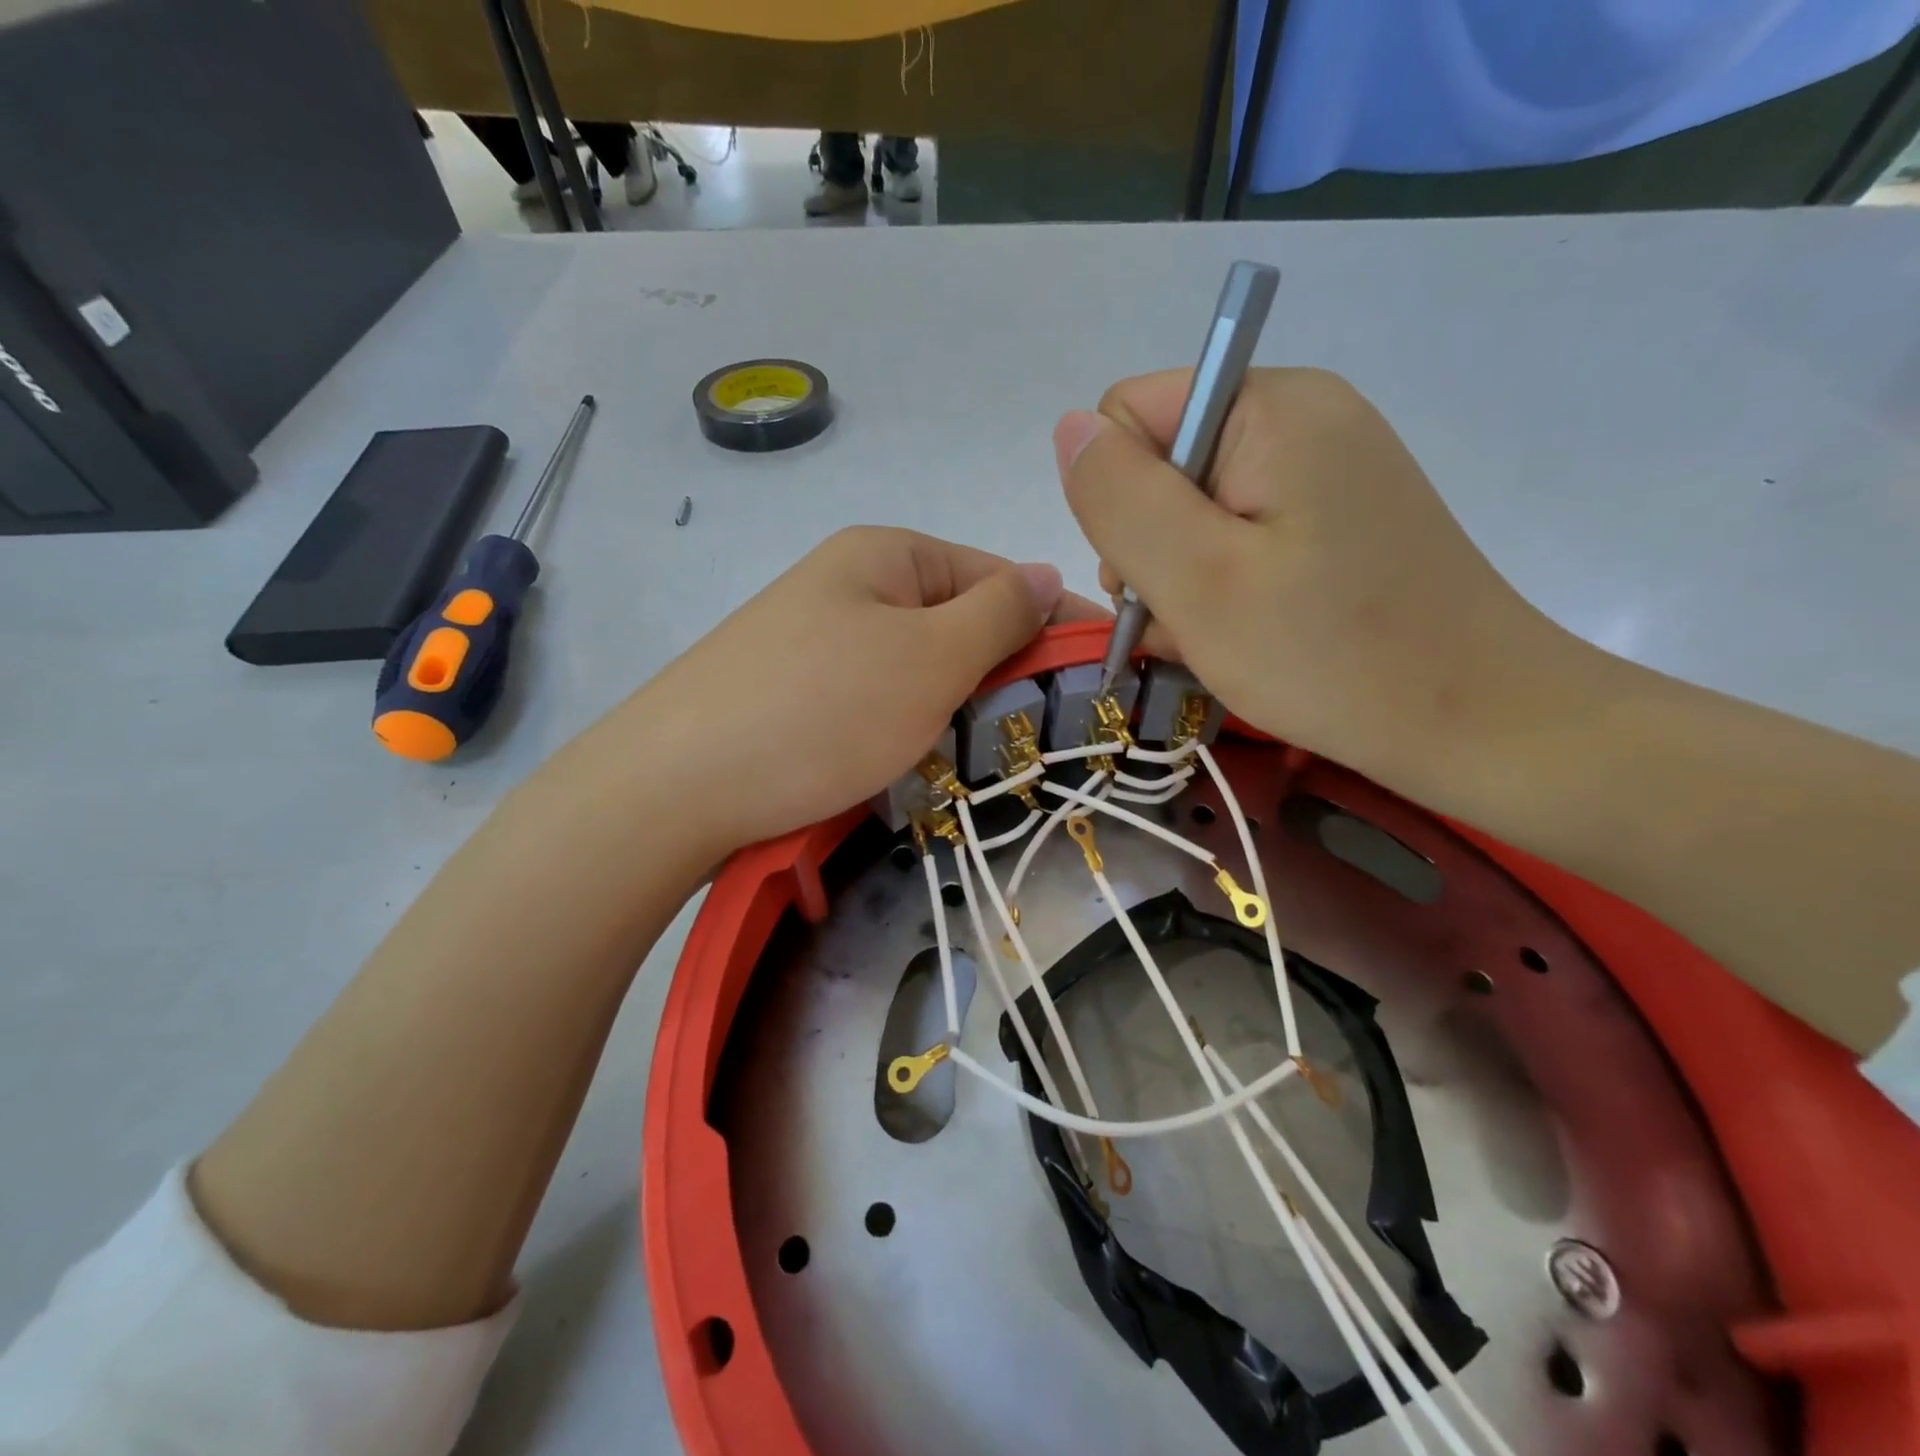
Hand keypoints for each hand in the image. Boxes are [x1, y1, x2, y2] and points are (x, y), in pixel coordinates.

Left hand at [603, 527, 1104, 858]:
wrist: (674, 786)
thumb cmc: (822, 711)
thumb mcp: (930, 657)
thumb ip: (999, 613)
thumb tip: (1045, 572)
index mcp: (887, 553)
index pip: (998, 575)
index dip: (1053, 622)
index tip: (1103, 676)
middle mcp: (850, 583)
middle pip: (956, 620)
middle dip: (1002, 670)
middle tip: (1042, 731)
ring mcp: (817, 638)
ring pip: (918, 665)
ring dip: (956, 703)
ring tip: (982, 753)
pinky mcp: (794, 690)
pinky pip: (876, 697)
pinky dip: (907, 724)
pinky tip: (914, 759)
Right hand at [1055, 367, 1577, 791]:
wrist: (1478, 724)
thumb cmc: (1330, 656)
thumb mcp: (1198, 582)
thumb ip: (1120, 499)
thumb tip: (1069, 429)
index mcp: (1271, 407)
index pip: (1131, 416)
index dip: (1121, 500)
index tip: (1161, 572)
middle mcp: (1303, 417)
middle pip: (1163, 465)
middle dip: (1152, 547)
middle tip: (1190, 615)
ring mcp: (1326, 470)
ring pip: (1195, 511)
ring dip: (1183, 578)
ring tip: (1217, 636)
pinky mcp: (1338, 519)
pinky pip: (1241, 537)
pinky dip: (1223, 588)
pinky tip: (1242, 635)